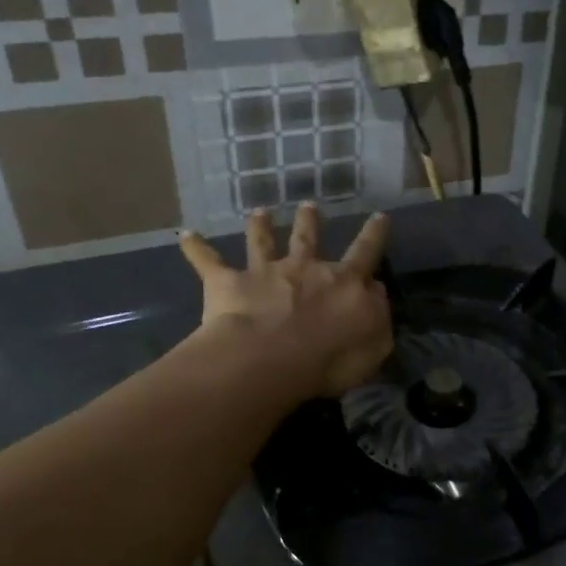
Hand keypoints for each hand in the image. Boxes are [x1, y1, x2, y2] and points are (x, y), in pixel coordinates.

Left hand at [179, 204, 392, 398]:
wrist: (270, 359)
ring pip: (262, 242)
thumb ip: (378, 314)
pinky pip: (208, 262)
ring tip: (258, 211)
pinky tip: (185, 235)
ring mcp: (265, 272)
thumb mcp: (374, 343)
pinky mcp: (229, 283)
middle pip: (309, 238)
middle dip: (310, 222)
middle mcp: (305, 268)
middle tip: (309, 206)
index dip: (374, 235)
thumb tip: (375, 290)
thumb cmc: (330, 358)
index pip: (366, 253)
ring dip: (259, 226)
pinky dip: (196, 248)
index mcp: (344, 283)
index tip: (380, 216)